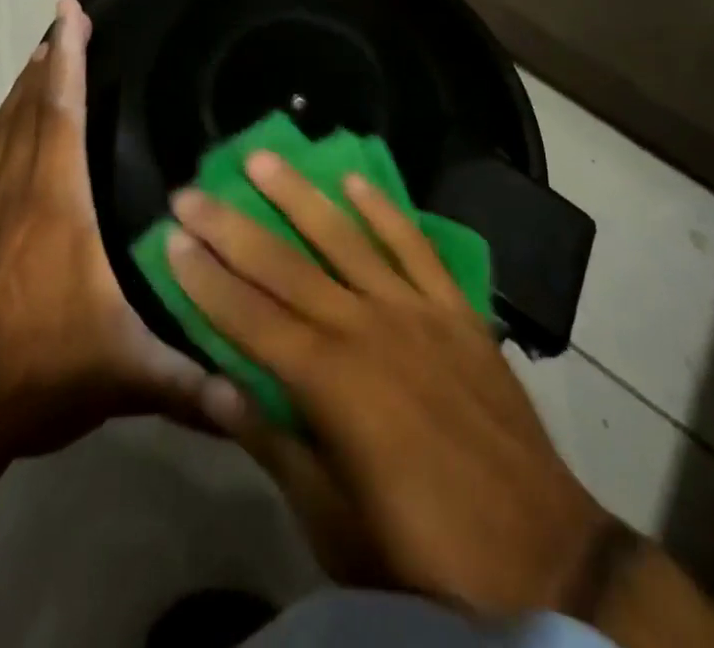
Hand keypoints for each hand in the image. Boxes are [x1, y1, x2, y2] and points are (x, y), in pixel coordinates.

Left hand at [0, 0, 221, 471]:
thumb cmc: (38, 378)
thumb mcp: (127, 376)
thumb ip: (194, 382)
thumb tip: (259, 397)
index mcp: (58, 205)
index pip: (65, 112)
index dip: (70, 57)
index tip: (72, 11)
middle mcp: (14, 193)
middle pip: (31, 111)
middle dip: (48, 64)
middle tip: (61, 25)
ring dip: (16, 96)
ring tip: (32, 61)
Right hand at [168, 151, 622, 617]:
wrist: (542, 554)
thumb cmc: (423, 551)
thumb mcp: (334, 522)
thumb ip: (273, 444)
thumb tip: (212, 384)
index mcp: (330, 385)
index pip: (249, 318)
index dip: (205, 278)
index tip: (170, 238)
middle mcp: (366, 329)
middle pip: (285, 266)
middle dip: (231, 227)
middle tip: (191, 189)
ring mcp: (416, 311)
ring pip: (345, 239)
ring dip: (299, 196)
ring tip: (262, 159)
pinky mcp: (456, 310)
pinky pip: (415, 246)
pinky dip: (384, 210)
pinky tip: (355, 180)